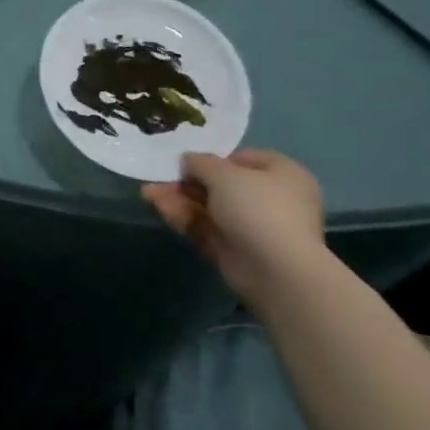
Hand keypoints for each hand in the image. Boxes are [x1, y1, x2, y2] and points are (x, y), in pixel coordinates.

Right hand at [143, 149, 325, 307]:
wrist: (276, 271)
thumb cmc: (257, 208)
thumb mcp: (224, 174)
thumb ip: (201, 162)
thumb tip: (188, 160)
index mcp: (282, 174)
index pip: (245, 159)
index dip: (215, 158)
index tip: (188, 159)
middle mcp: (270, 199)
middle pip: (222, 185)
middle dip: (188, 181)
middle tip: (160, 176)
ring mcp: (252, 227)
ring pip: (209, 208)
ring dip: (179, 198)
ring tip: (147, 192)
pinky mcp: (235, 250)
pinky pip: (206, 228)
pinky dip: (183, 217)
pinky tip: (157, 206)